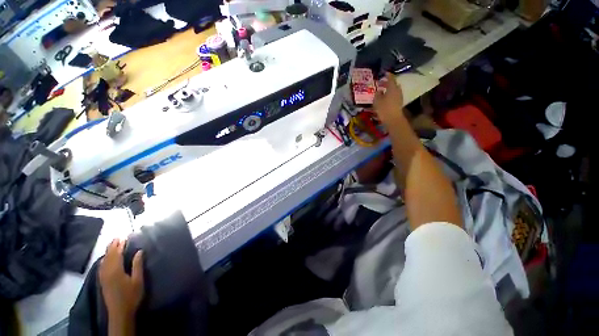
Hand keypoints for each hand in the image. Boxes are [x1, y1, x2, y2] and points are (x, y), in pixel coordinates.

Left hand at [99, 239, 143, 318]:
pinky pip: (101, 267)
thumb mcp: (138, 280)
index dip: (119, 245)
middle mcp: (107, 272)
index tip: (123, 237)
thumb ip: (137, 265)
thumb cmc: (131, 295)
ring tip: (112, 245)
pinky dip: (103, 260)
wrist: (120, 312)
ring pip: (103, 261)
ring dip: (107, 252)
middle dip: (112, 247)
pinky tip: (105, 259)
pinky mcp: (102, 281)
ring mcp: (103, 277)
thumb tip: (139, 251)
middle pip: (108, 256)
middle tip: (117, 238)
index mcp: (115, 271)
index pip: (116, 254)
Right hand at [373, 73, 404, 125]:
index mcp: (392, 87)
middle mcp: (397, 90)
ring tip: (382, 91)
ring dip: (388, 90)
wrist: (393, 119)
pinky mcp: (399, 103)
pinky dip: (390, 95)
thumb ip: (377, 94)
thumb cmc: (384, 108)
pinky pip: (394, 96)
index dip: (387, 75)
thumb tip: (378, 90)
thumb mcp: (377, 100)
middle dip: (387, 83)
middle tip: (381, 83)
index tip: (384, 73)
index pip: (390, 78)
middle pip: (393, 84)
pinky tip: (385, 98)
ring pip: (394, 90)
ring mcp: (399, 97)